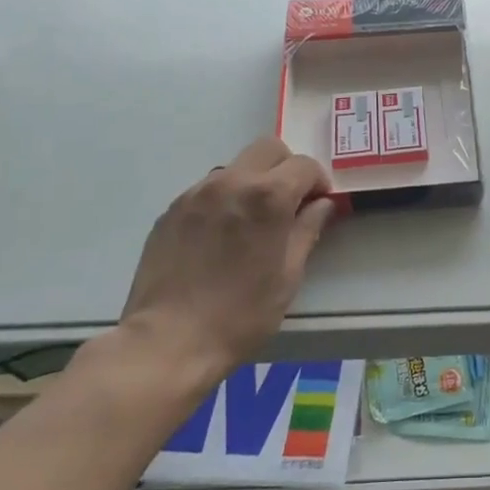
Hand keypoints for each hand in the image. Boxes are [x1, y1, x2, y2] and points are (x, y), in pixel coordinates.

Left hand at [118, 137, 334, 376]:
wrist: (168, 341)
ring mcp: (196, 193)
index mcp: (267, 196)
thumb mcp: (288, 275)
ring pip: (236, 167)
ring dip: (253, 181)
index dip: (318, 181)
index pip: (304, 165)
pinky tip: (221, 236)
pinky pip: (208, 189)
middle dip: (286, 168)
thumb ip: (307, 230)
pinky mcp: (172, 210)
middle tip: (289, 203)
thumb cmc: (240, 314)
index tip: (318, 204)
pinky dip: (224, 199)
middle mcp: (231, 182)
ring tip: (251, 222)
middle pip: (268, 148)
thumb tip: (321, 205)